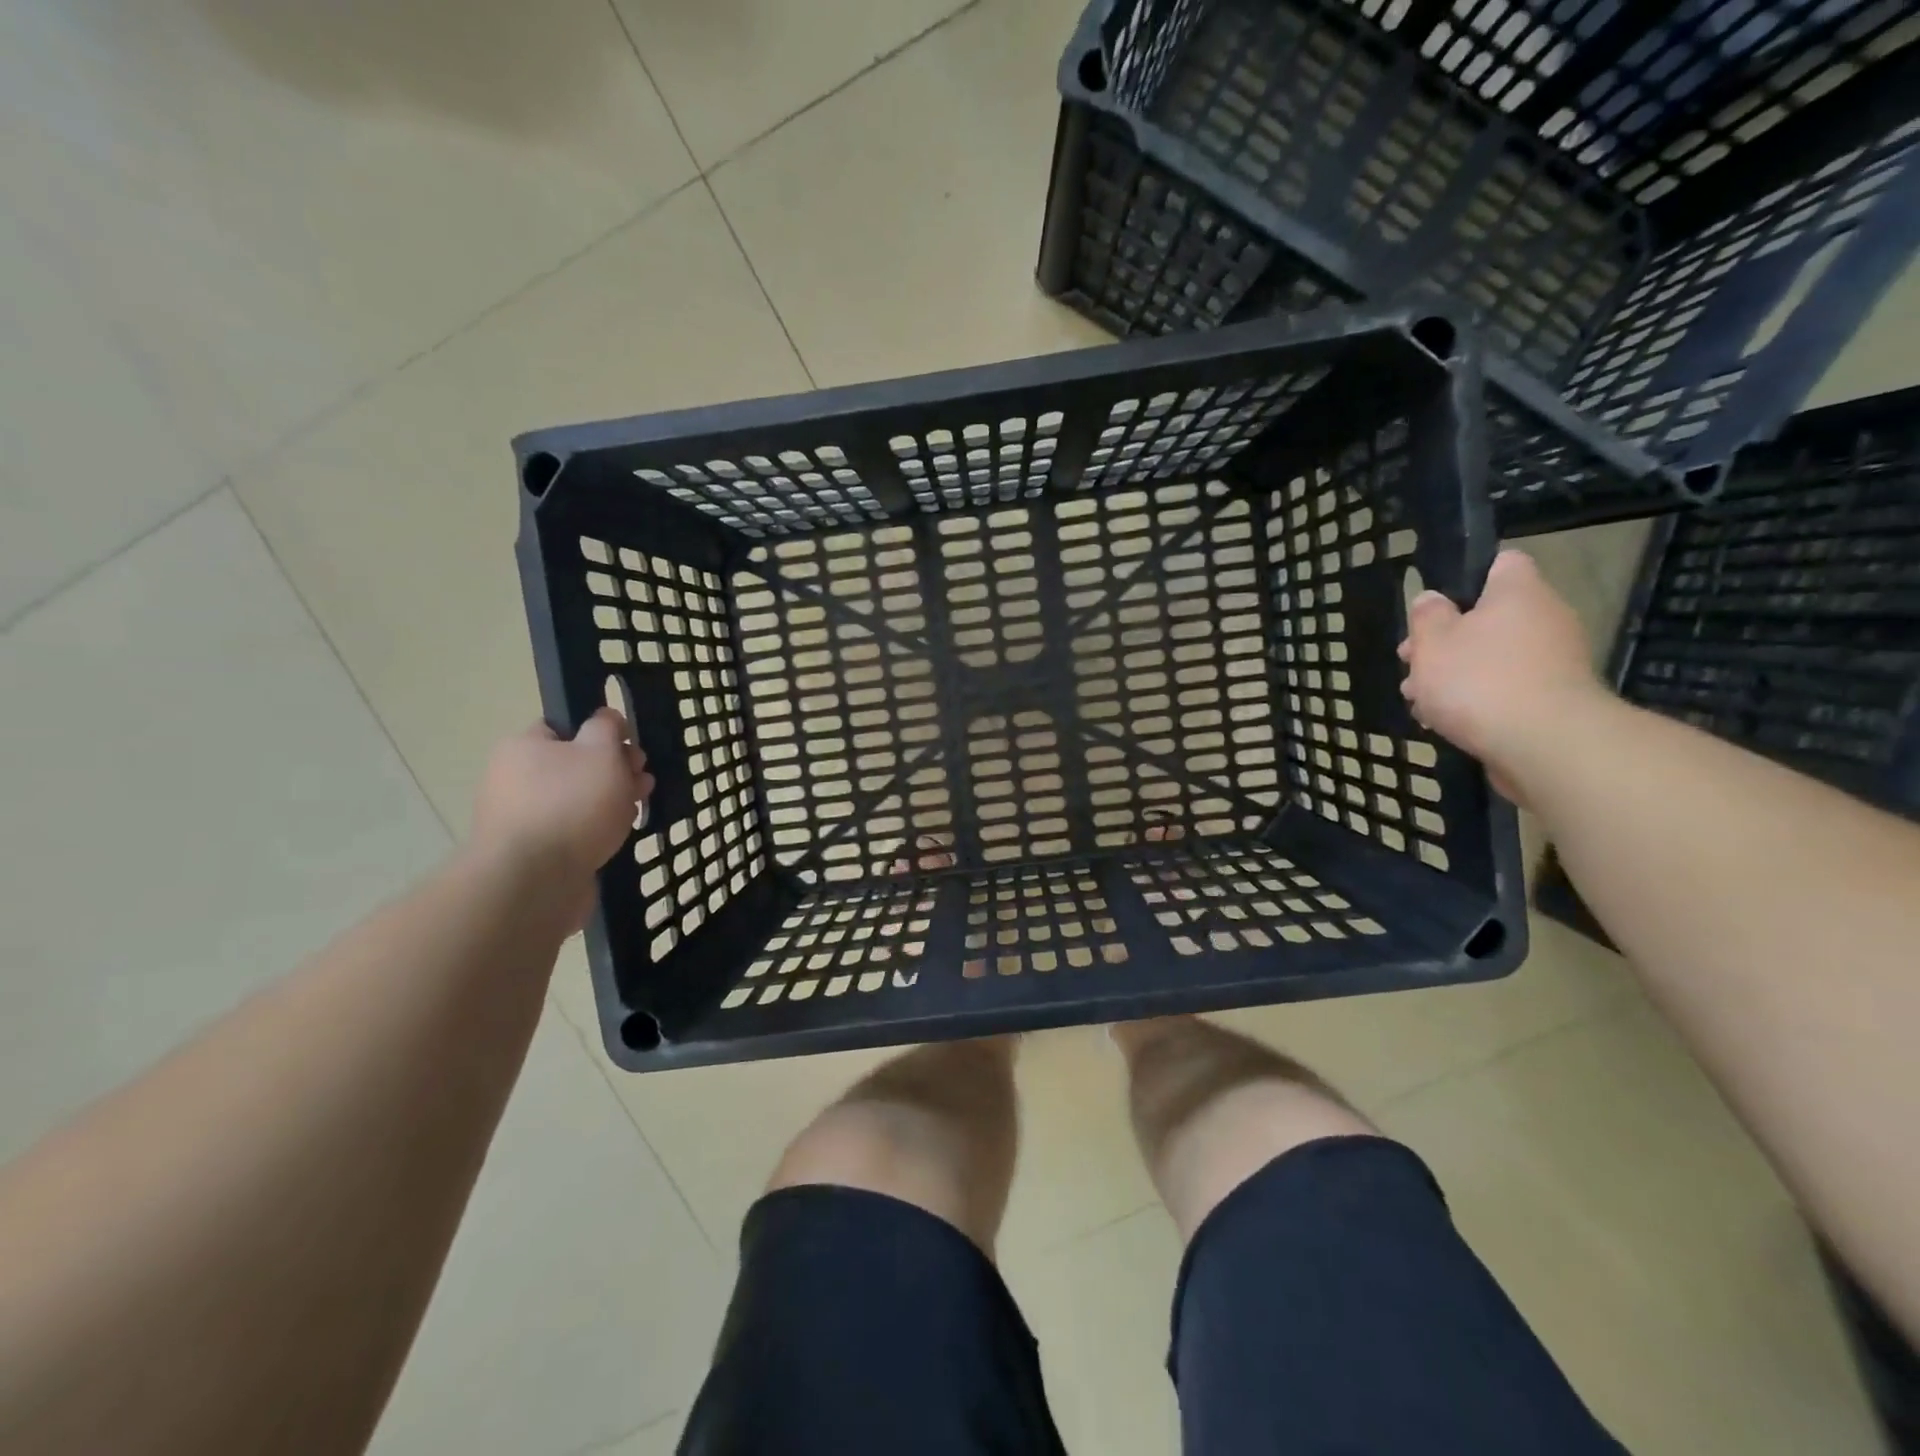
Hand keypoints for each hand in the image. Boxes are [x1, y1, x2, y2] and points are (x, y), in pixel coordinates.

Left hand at [469, 710, 652, 911]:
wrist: (535, 882)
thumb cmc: (571, 804)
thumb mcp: (600, 751)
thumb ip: (607, 728)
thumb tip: (606, 718)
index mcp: (523, 747)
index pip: (565, 727)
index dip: (602, 734)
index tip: (630, 748)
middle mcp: (514, 778)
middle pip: (576, 764)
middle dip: (615, 770)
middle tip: (643, 780)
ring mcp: (522, 818)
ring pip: (578, 799)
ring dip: (610, 800)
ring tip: (638, 810)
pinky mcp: (533, 852)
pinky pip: (572, 830)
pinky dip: (595, 830)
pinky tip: (617, 836)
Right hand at [1397, 549, 1605, 798]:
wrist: (1544, 745)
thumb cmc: (1479, 680)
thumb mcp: (1432, 643)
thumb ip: (1426, 616)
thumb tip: (1432, 600)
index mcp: (1518, 593)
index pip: (1501, 563)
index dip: (1466, 577)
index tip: (1434, 606)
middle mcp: (1545, 618)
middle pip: (1488, 617)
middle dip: (1445, 641)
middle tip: (1411, 662)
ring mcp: (1553, 661)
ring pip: (1491, 657)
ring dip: (1453, 675)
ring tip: (1418, 701)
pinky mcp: (1552, 699)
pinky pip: (1505, 689)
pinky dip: (1476, 701)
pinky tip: (1444, 722)